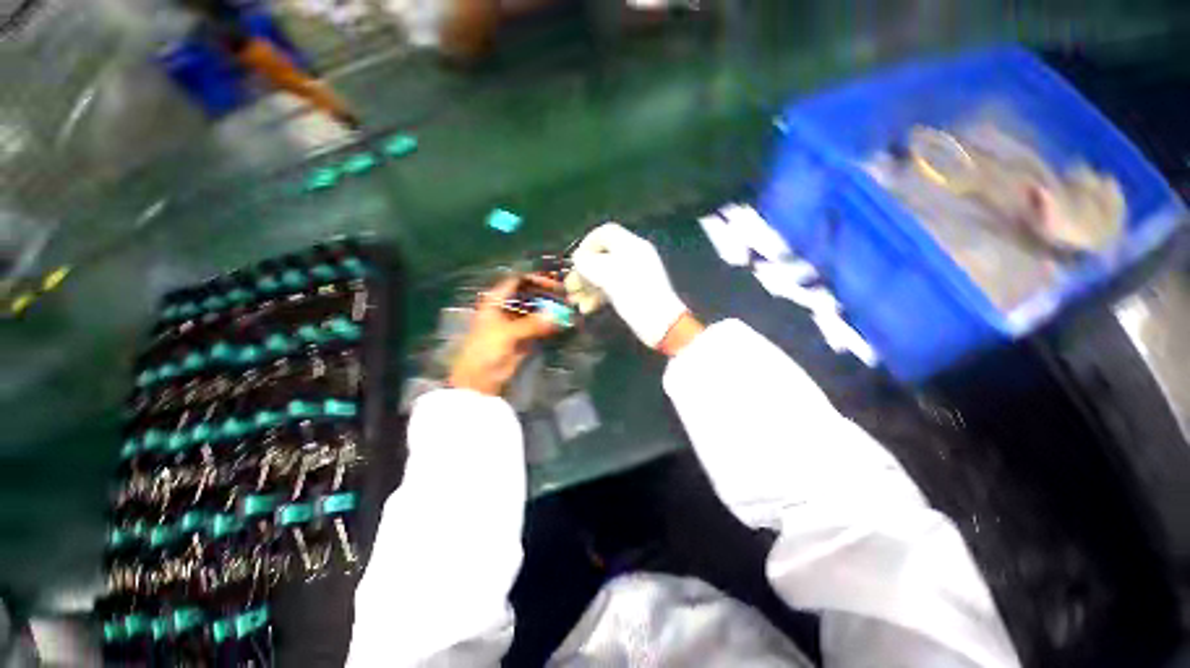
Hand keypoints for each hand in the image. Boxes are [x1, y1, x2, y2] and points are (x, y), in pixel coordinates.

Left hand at [448, 276, 558, 395]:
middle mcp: (507, 308)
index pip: (518, 281)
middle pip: (529, 296)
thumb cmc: (485, 350)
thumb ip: (532, 324)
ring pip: (536, 312)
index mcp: (496, 301)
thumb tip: (557, 315)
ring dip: (550, 311)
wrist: (478, 378)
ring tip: (568, 309)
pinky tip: (563, 323)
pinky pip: (539, 327)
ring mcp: (515, 323)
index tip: (555, 284)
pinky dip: (549, 325)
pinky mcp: (523, 338)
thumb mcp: (507, 333)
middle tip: (566, 297)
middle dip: (547, 295)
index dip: (536, 279)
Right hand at [571, 223, 695, 351]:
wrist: (661, 322)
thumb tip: (578, 259)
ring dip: (588, 287)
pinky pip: (613, 287)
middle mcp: (633, 256)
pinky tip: (588, 308)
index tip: (574, 261)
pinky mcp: (635, 292)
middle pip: (602, 256)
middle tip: (570, 288)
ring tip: (575, 302)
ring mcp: (635, 275)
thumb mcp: (607, 276)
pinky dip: (599, 296)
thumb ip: (588, 263)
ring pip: (605, 275)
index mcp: (630, 245)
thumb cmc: (634, 294)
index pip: (605, 233)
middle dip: (583, 272)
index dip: (587, 244)